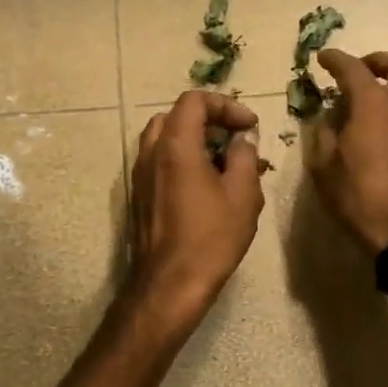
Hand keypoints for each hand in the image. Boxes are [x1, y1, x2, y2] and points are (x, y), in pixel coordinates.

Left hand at [127, 90, 264, 321]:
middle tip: (234, 139)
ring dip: (194, 141)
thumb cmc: (211, 238)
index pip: (194, 101)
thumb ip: (245, 157)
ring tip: (223, 163)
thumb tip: (243, 139)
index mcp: (175, 146)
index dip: (225, 105)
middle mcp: (151, 153)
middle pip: (175, 117)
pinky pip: (159, 163)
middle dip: (208, 120)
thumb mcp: (243, 195)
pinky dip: (181, 160)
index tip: (249, 126)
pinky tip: (205, 186)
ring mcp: (139, 176)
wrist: (169, 285)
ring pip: (164, 140)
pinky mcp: (138, 197)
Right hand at [307, 50, 387, 253]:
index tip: (323, 58)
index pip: (353, 68)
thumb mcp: (324, 166)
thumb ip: (323, 134)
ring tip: (375, 103)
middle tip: (361, 71)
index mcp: (375, 103)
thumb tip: (328, 120)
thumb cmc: (359, 196)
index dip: (335, 59)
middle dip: (379, 61)